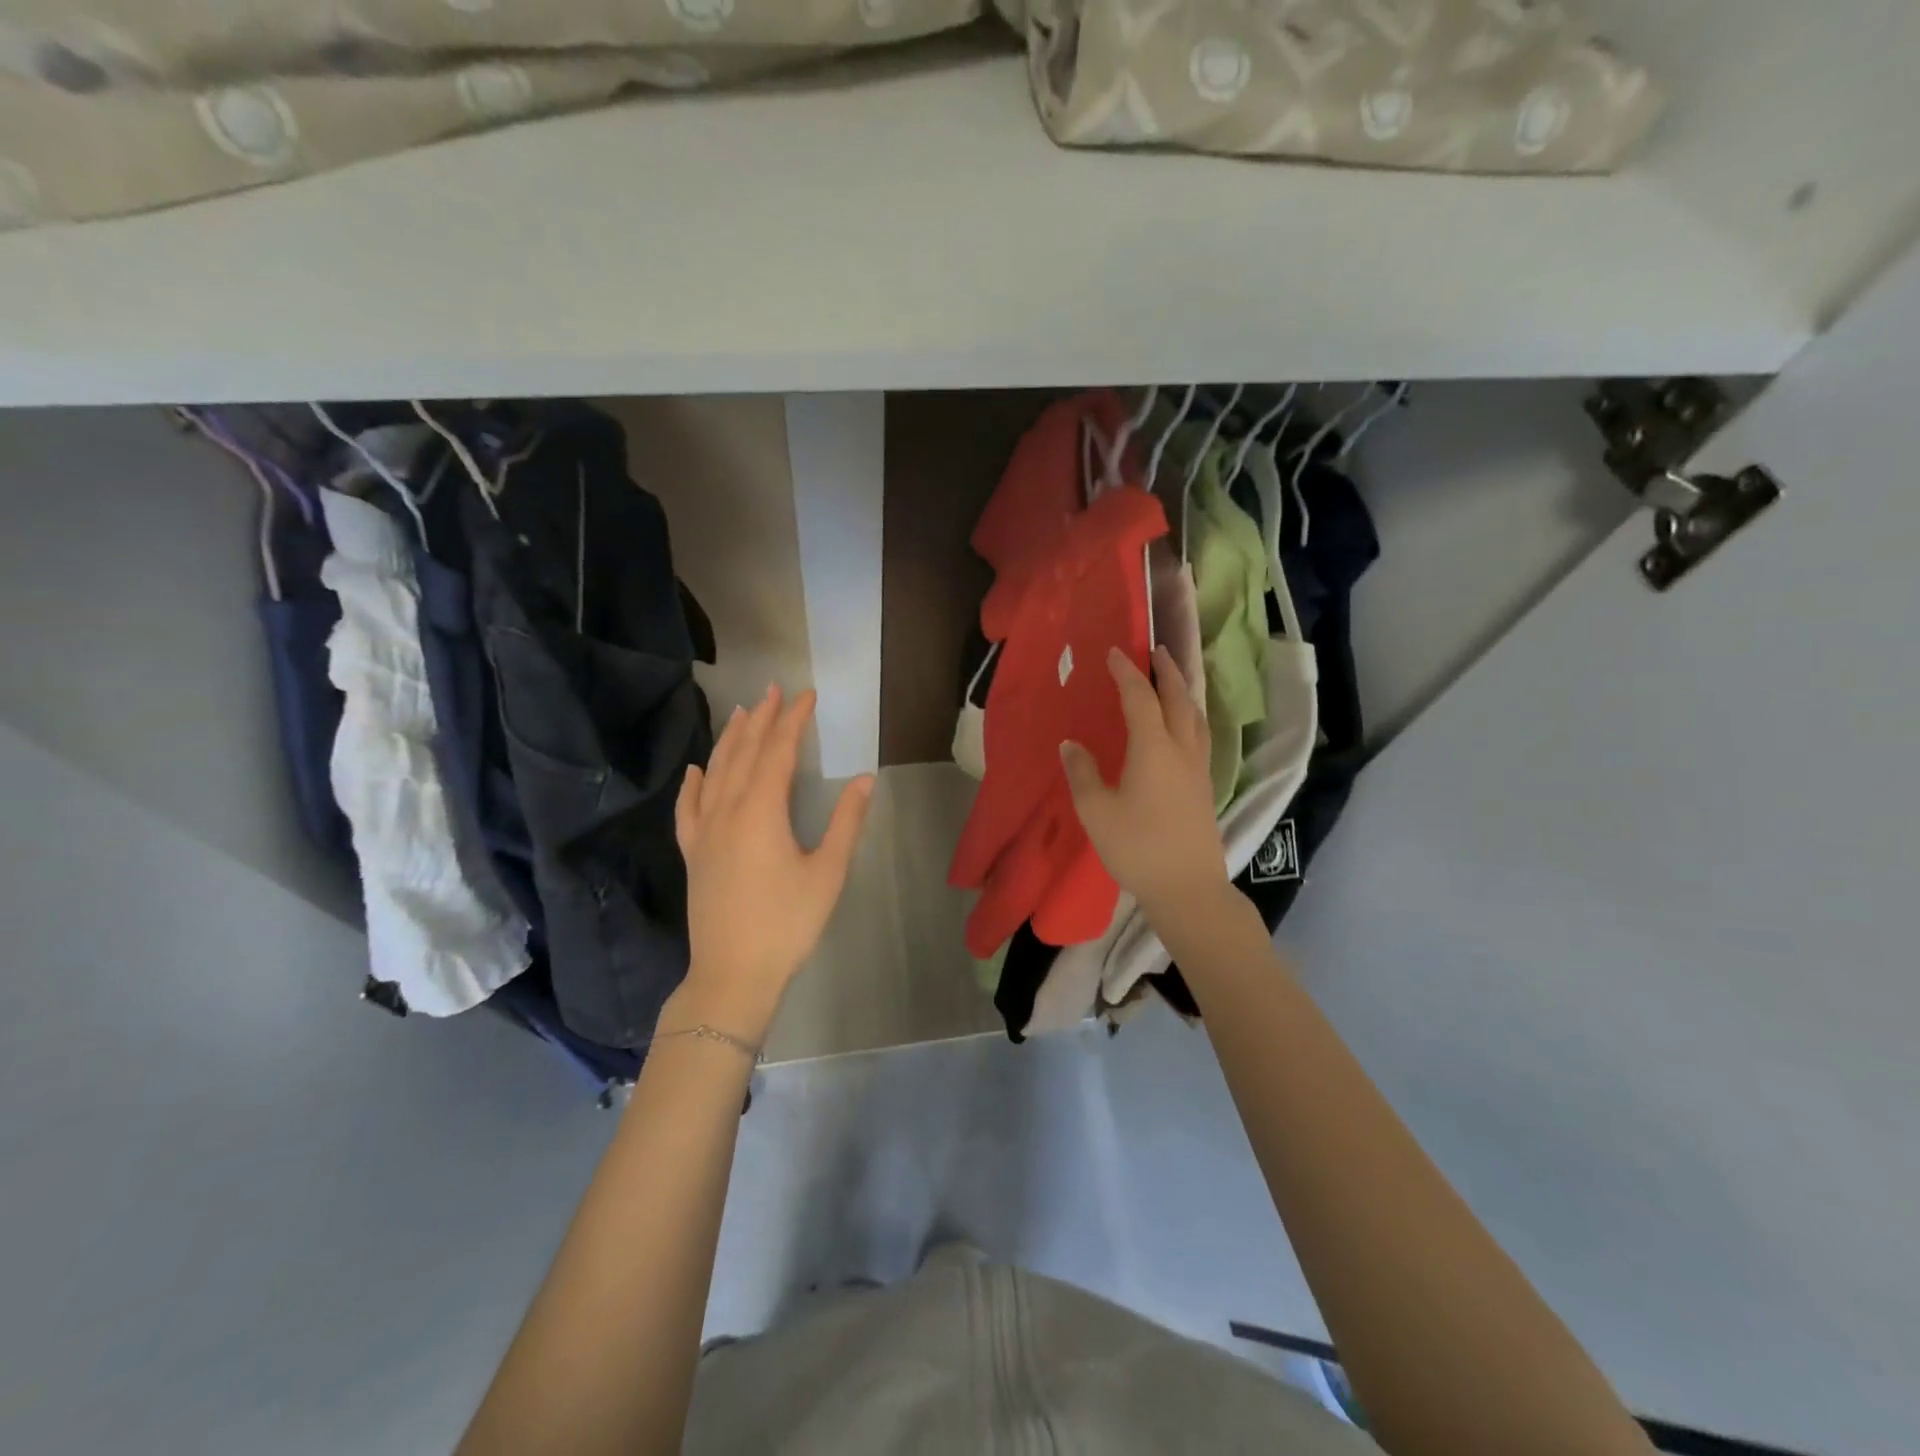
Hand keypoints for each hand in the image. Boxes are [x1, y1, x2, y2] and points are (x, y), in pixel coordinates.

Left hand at [672, 686, 874, 1039]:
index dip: (793, 720)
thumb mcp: (828, 872)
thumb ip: (846, 822)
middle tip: (774, 690)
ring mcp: (704, 832)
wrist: (732, 974)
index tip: (807, 695)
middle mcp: (727, 811)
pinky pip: (688, 808)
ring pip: (715, 773)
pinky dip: (693, 784)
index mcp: (761, 811)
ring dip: (730, 740)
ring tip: (741, 712)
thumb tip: (864, 779)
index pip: (778, 751)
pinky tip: (696, 770)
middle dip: (761, 719)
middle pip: (744, 753)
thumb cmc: (787, 923)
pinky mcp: (692, 853)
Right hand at [1062, 646, 1228, 919]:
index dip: (1126, 672)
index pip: (1140, 698)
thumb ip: (1082, 773)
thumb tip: (1071, 745)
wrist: (1188, 888)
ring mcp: (1198, 769)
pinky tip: (1182, 727)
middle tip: (1156, 651)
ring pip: (1195, 716)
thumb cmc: (1137, 847)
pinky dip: (1190, 716)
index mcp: (1154, 748)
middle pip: (1178, 699)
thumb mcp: (1096, 811)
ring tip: (1173, 680)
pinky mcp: (1205, 787)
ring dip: (1184, 691)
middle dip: (1167, 671)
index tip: (1114, 652)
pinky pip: (1199, 735)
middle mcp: (1181, 750)